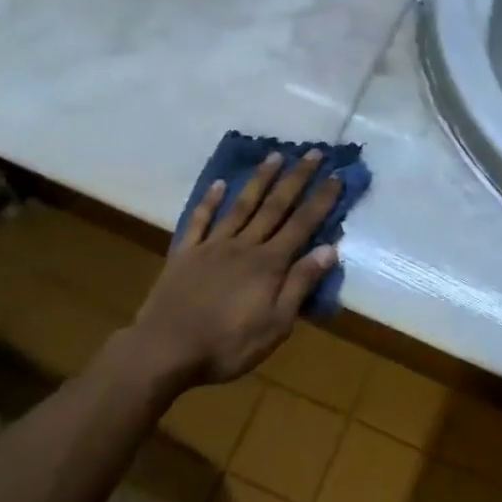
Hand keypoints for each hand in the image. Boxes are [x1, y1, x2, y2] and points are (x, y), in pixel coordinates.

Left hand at [127, 151, 343, 386]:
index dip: (321, 199)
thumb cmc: (227, 345)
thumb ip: (300, 284)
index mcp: (269, 264)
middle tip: (313, 152)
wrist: (165, 349)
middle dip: (297, 178)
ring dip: (260, 180)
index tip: (337, 175)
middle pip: (275, 206)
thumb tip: (329, 249)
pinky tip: (220, 184)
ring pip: (242, 206)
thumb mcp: (276, 324)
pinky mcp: (185, 253)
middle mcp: (244, 245)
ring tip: (275, 156)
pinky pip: (200, 220)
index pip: (302, 225)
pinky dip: (210, 201)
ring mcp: (212, 246)